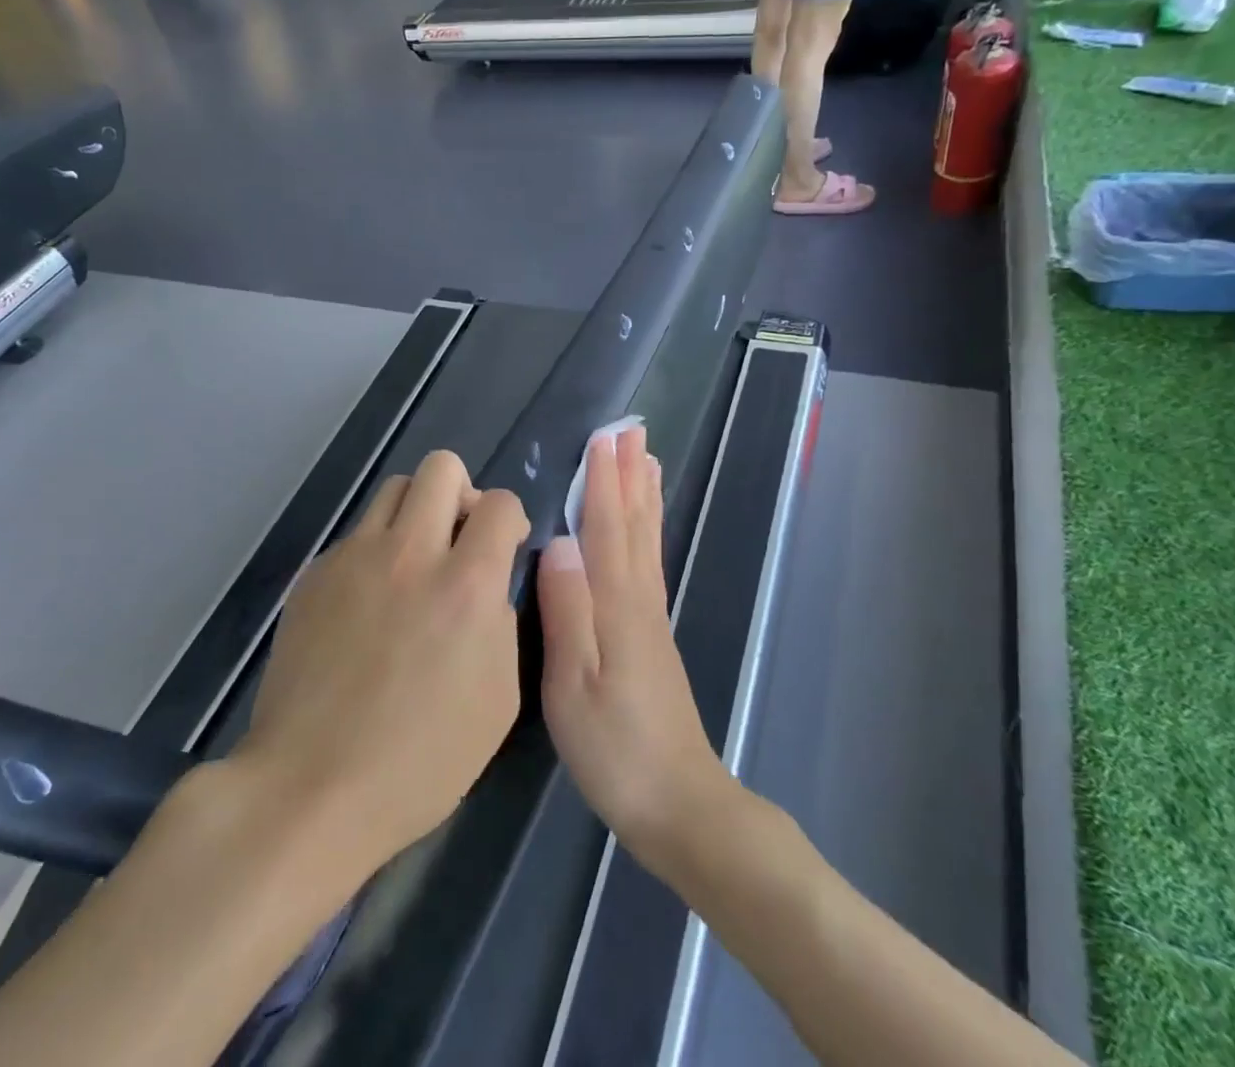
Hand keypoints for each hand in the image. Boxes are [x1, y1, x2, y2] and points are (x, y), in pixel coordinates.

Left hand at [237, 450, 529, 881]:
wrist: (311, 787)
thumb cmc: (420, 759)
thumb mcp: (498, 699)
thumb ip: (502, 621)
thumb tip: (489, 583)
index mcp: (466, 585)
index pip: (499, 503)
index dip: (510, 518)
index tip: (504, 547)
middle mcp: (410, 553)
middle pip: (441, 467)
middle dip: (462, 495)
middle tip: (458, 542)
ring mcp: (355, 558)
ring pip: (395, 488)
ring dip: (416, 513)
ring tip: (414, 563)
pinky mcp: (315, 574)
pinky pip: (357, 534)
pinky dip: (376, 550)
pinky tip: (368, 604)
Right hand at [536, 426, 731, 866]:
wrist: (677, 804)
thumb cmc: (615, 749)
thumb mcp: (575, 687)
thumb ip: (568, 612)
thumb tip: (557, 541)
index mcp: (616, 604)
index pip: (606, 527)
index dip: (602, 480)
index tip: (601, 437)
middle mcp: (639, 599)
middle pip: (634, 523)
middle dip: (628, 474)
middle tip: (629, 430)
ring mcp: (651, 616)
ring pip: (646, 540)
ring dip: (643, 495)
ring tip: (645, 459)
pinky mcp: (653, 635)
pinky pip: (649, 563)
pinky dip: (648, 531)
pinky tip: (643, 527)